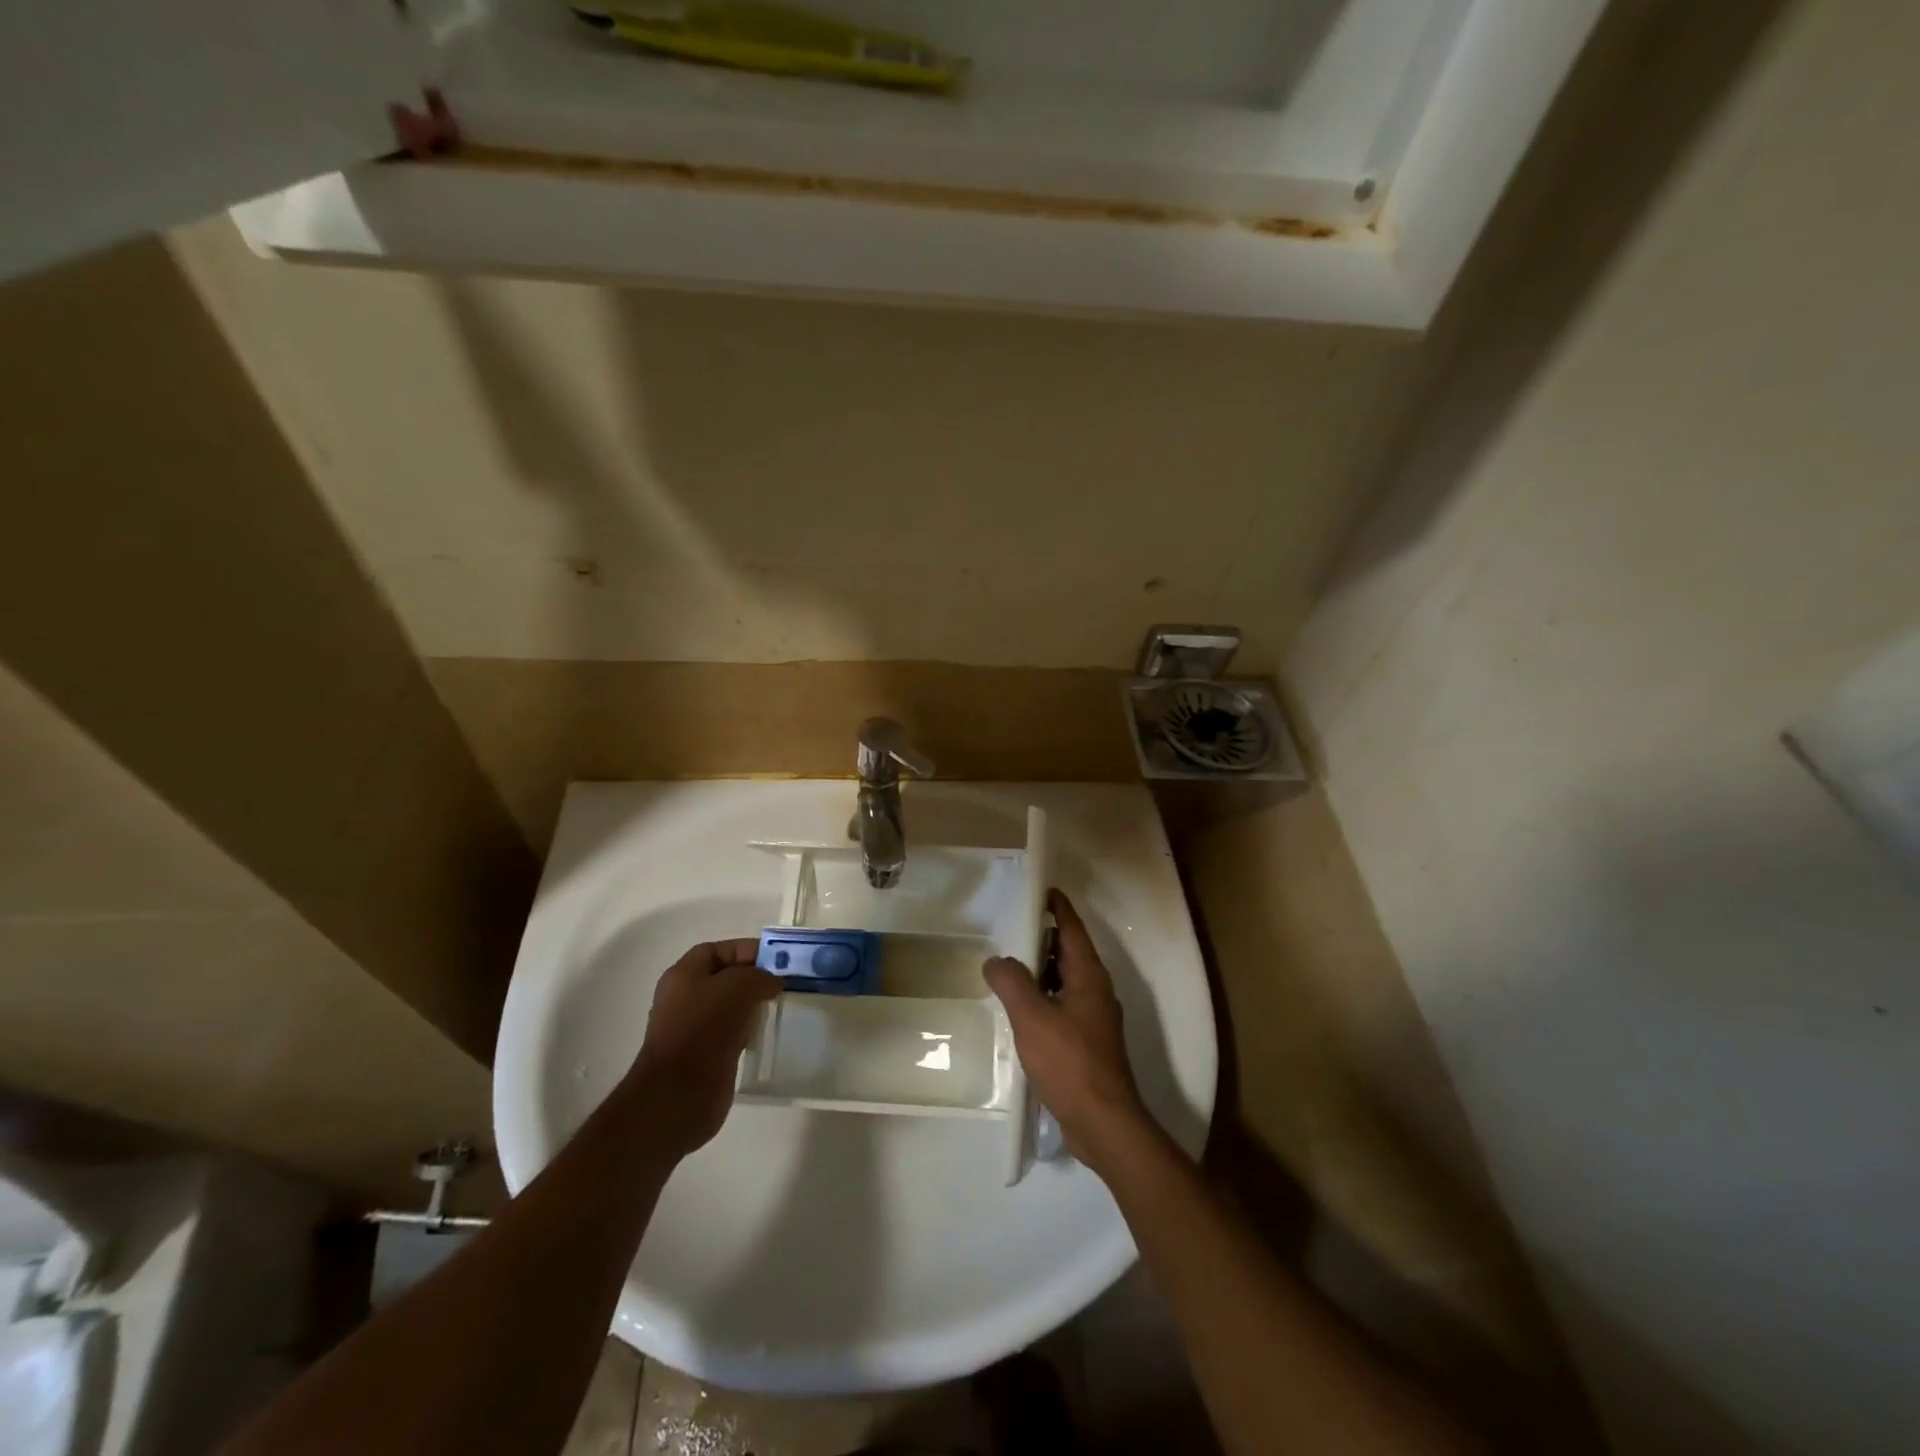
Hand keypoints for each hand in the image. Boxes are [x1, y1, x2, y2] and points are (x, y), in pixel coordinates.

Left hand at [629, 939, 778, 1156]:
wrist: (679, 1094)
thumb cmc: (704, 1029)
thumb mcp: (737, 987)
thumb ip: (759, 975)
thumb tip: (773, 982)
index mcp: (684, 975)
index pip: (719, 950)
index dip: (747, 950)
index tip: (777, 960)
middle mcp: (685, 998)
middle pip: (725, 978)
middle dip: (754, 978)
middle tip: (785, 982)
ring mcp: (693, 1028)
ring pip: (730, 1006)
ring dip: (753, 1005)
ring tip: (780, 1005)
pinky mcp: (704, 1055)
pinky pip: (731, 1032)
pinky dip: (748, 1030)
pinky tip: (764, 1033)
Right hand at [984, 890, 1152, 1172]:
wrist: (1103, 1122)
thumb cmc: (1070, 1061)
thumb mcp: (1032, 1016)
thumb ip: (1011, 982)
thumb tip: (996, 960)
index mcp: (1089, 976)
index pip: (1072, 929)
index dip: (1057, 907)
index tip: (1041, 890)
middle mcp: (1096, 991)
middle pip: (1068, 953)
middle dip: (1043, 939)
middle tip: (1011, 929)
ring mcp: (1094, 1019)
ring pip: (1065, 982)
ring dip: (1040, 972)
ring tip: (1008, 969)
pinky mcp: (1088, 1044)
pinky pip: (1063, 1007)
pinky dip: (1043, 1000)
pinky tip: (1021, 1013)